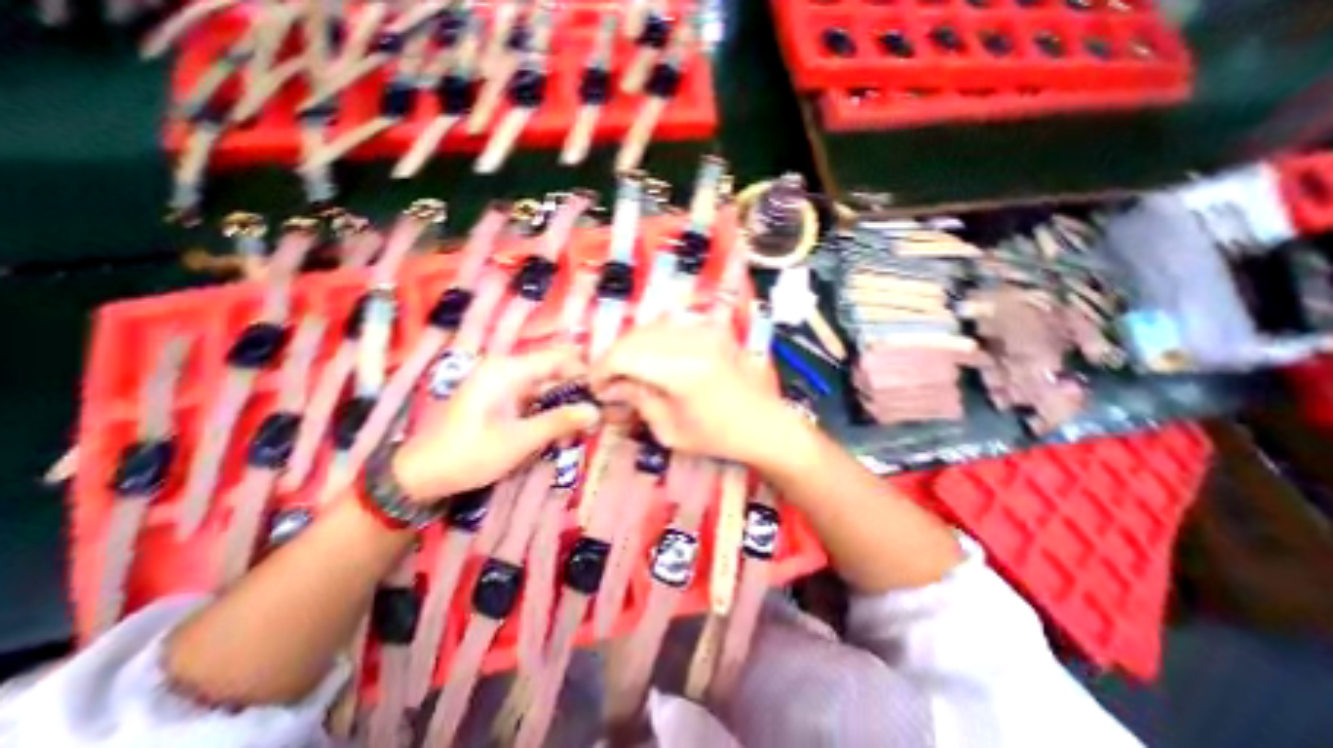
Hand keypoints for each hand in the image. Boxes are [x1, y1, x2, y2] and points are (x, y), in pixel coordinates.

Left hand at [391, 347, 599, 503]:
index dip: (584, 372)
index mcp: (506, 371)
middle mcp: (505, 370)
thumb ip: (559, 422)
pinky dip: (549, 412)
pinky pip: (534, 399)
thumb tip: (596, 411)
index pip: (557, 358)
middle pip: (553, 372)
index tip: (604, 393)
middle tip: (597, 414)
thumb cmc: (467, 455)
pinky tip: (560, 431)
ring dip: (564, 405)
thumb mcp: (518, 441)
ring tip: (582, 426)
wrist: (419, 476)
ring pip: (546, 387)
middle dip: (576, 391)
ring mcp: (502, 385)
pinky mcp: (500, 400)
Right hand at [591, 319, 799, 465]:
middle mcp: (693, 340)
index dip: (602, 369)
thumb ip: (638, 401)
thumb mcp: (670, 430)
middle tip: (610, 382)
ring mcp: (705, 330)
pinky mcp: (712, 329)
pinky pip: (670, 327)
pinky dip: (652, 341)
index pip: (625, 355)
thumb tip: (613, 386)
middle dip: (614, 358)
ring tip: (629, 372)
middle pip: (634, 337)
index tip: (596, 388)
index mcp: (683, 370)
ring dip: (632, 348)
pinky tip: (652, 361)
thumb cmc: (719, 437)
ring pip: (650, 327)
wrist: (766, 424)